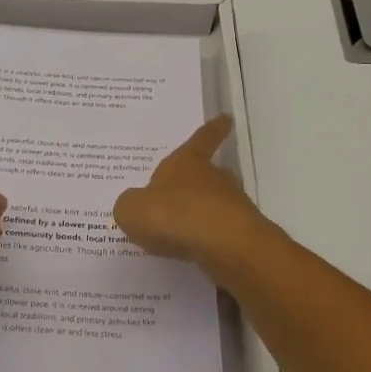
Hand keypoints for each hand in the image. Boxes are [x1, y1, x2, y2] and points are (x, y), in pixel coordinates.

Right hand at [113, 116, 271, 270]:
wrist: (224, 246)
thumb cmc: (174, 215)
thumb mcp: (133, 210)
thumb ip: (130, 205)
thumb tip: (133, 205)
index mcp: (187, 162)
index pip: (202, 139)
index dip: (213, 129)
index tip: (226, 118)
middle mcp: (213, 178)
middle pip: (211, 173)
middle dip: (203, 180)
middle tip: (188, 191)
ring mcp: (232, 205)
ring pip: (218, 203)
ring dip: (205, 213)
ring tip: (184, 231)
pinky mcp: (240, 234)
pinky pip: (220, 232)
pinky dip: (209, 240)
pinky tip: (194, 253)